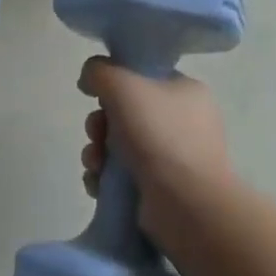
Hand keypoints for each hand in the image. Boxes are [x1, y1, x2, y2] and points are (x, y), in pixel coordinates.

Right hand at [77, 57, 233, 237]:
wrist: (187, 205)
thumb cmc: (159, 135)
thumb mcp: (123, 85)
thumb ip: (100, 71)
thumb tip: (89, 79)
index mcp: (186, 92)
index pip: (142, 77)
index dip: (114, 84)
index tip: (97, 96)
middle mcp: (183, 123)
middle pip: (124, 113)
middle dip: (99, 125)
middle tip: (96, 134)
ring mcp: (173, 158)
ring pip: (118, 145)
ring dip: (97, 153)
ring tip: (95, 165)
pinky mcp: (160, 189)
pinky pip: (121, 175)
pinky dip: (104, 178)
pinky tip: (98, 184)